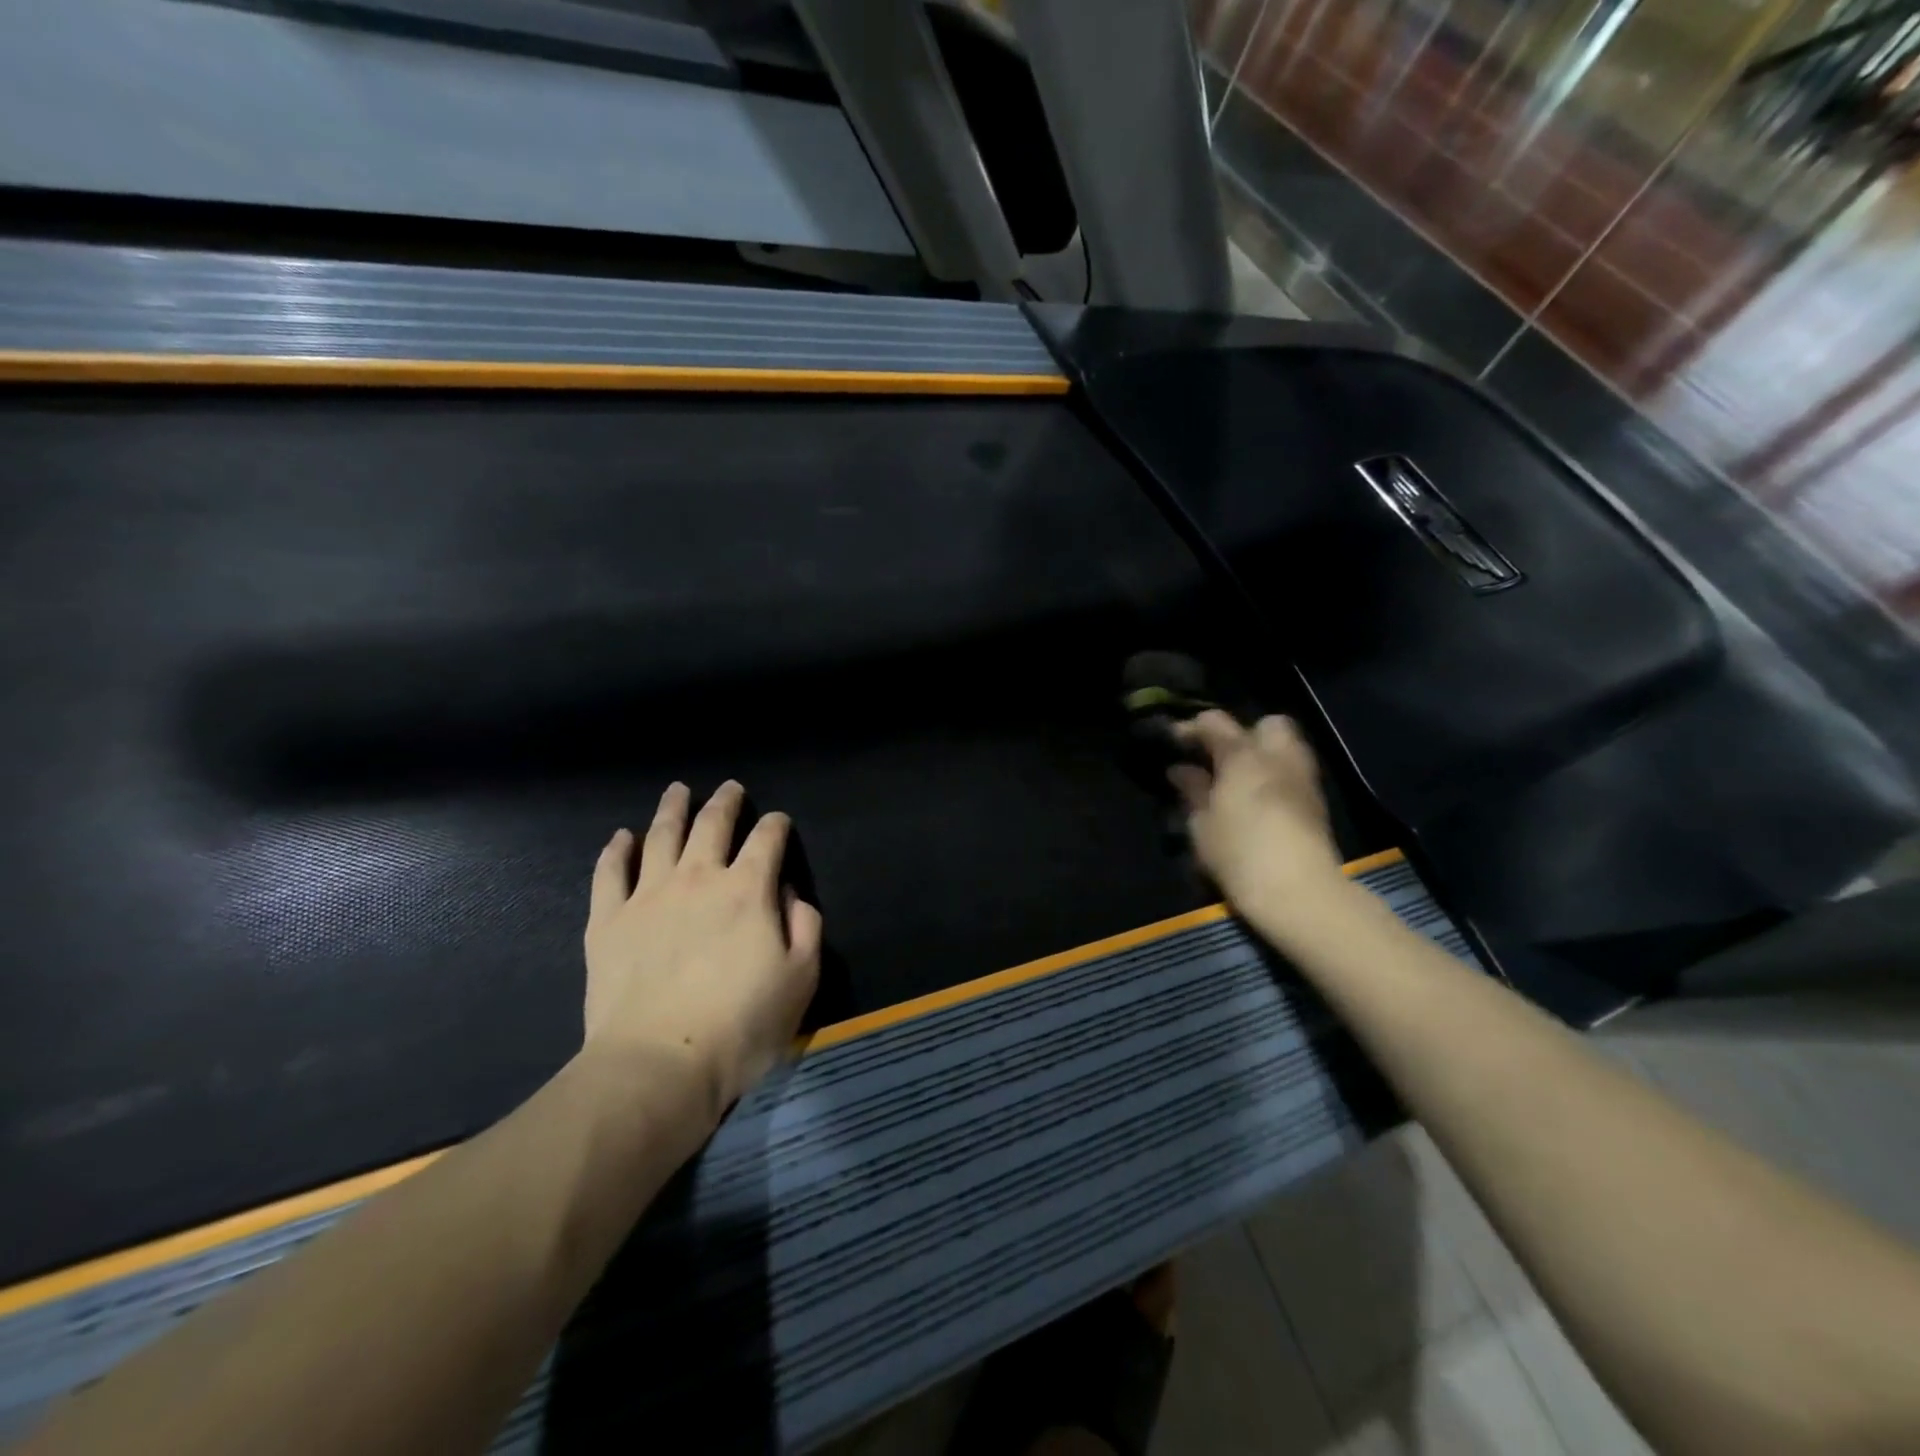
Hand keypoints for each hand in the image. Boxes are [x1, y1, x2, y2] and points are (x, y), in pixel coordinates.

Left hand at [583, 781, 822, 1123]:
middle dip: (725, 802)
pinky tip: (622, 837)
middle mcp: (698, 878)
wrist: (659, 1064)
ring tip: (678, 790)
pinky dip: (616, 850)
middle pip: (712, 825)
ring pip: (661, 836)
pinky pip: (610, 873)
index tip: (778, 821)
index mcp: (748, 890)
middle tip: (730, 788)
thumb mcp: (801, 978)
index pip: (766, 840)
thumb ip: (806, 926)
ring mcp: (647, 895)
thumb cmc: (742, 1025)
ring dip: (672, 809)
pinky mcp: (607, 921)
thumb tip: (791, 894)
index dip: (776, 825)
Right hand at [1168, 712, 1343, 913]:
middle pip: (1267, 724)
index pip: (1215, 722)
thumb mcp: (1202, 824)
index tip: (1174, 742)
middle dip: (1244, 734)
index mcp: (1243, 756)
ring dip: (1263, 755)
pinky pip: (1294, 774)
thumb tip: (1181, 770)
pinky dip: (1276, 778)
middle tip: (1220, 759)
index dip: (1191, 728)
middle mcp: (1278, 757)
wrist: (1300, 893)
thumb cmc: (1239, 854)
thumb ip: (1192, 791)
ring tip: (1239, 781)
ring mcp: (1303, 778)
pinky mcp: (1317, 803)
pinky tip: (1258, 802)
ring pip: (1287, 747)